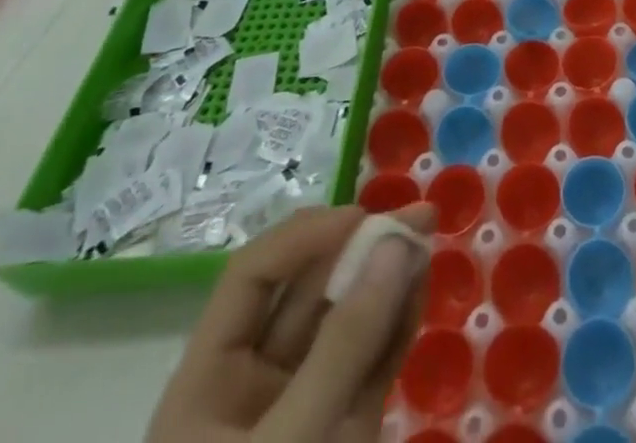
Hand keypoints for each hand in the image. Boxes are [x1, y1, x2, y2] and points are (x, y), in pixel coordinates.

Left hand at [147, 204, 433, 442]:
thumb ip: (343, 348)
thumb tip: (395, 245)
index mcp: (208, 386)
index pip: (252, 280)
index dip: (304, 237)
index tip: (361, 217)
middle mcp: (254, 387)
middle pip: (307, 294)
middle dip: (361, 247)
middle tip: (418, 215)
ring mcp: (306, 409)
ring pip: (348, 322)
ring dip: (388, 278)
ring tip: (427, 238)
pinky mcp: (346, 432)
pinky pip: (374, 362)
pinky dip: (400, 321)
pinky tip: (422, 283)